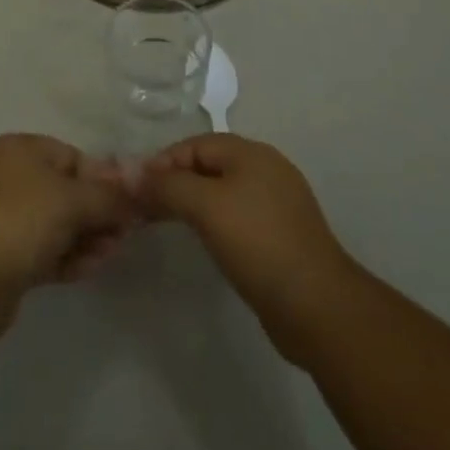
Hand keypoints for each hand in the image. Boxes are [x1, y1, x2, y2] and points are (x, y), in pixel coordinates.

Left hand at [0, 134, 134, 339]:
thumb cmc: (20, 221)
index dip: (102, 180)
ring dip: (86, 237)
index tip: (127, 206)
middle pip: (65, 191)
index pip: (72, 157)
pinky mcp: (2, 256)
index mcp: (20, 149)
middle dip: (97, 213)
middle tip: (123, 235)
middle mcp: (9, 177)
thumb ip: (109, 196)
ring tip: (110, 255)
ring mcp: (3, 218)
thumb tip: (139, 190)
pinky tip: (90, 268)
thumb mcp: (72, 200)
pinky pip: (43, 249)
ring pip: (56, 223)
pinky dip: (67, 256)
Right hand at [139, 134, 358, 364]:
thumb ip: (168, 186)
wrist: (317, 306)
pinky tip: (206, 242)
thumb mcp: (206, 207)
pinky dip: (215, 222)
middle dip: (176, 182)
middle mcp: (266, 168)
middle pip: (209, 165)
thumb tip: (131, 173)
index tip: (136, 189)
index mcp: (251, 152)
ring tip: (167, 224)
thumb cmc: (258, 243)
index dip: (163, 162)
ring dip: (193, 202)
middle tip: (145, 208)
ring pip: (223, 191)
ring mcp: (278, 203)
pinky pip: (238, 216)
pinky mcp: (282, 235)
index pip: (195, 144)